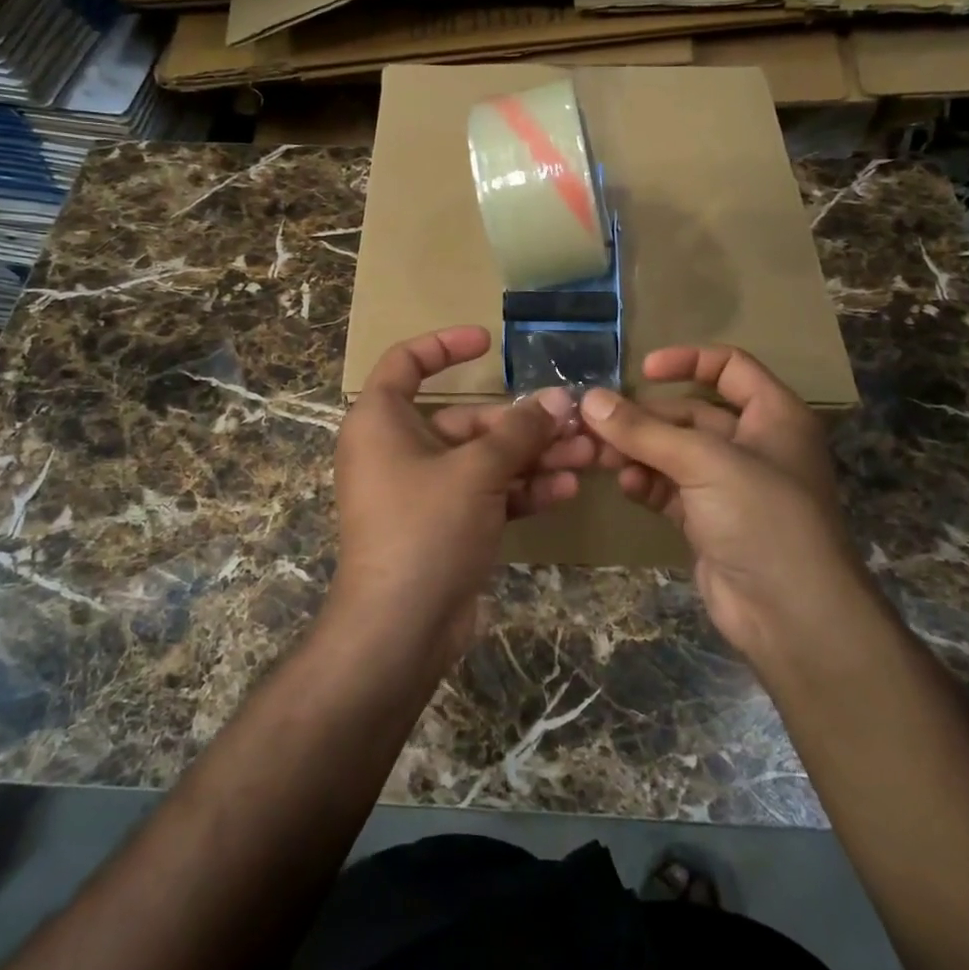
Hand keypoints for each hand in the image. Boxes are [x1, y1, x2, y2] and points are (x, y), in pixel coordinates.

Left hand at [328, 326, 593, 671]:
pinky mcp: (445, 525)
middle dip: (522, 423)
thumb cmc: (425, 528)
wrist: (400, 628)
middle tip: (575, 421)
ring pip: (483, 460)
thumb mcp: (476, 471)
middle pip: (465, 420)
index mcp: (381, 421)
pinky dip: (521, 491)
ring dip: (532, 458)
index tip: (489, 341)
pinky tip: (566, 491)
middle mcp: (399, 449)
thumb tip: (559, 400)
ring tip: (587, 456)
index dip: (445, 345)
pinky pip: (486, 494)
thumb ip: (519, 432)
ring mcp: (423, 490)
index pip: (406, 363)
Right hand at [579, 346, 868, 669]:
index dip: (688, 361)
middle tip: (597, 421)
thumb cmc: (762, 518)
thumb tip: (590, 399)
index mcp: (774, 416)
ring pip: (674, 453)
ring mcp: (730, 486)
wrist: (791, 616)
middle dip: (645, 417)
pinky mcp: (709, 521)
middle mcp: (754, 445)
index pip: (731, 367)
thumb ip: (644, 431)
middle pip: (691, 413)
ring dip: (638, 450)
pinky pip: (670, 489)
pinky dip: (646, 483)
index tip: (642, 370)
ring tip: (598, 455)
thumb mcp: (704, 463)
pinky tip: (624, 485)